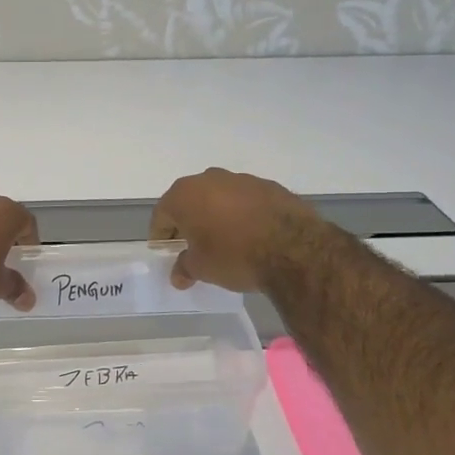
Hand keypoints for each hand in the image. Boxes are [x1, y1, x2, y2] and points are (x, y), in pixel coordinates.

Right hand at [149, 168, 319, 291]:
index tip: (164, 250)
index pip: (162, 214)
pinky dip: (242, 213)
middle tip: (192, 245)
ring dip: (216, 215)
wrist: (293, 249)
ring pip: (219, 197)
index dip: (160, 234)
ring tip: (224, 240)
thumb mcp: (202, 268)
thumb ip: (185, 268)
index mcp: (185, 195)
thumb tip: (178, 275)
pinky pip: (246, 200)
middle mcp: (210, 179)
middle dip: (188, 221)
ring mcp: (242, 179)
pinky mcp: (269, 186)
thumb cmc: (234, 256)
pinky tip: (251, 234)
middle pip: (190, 201)